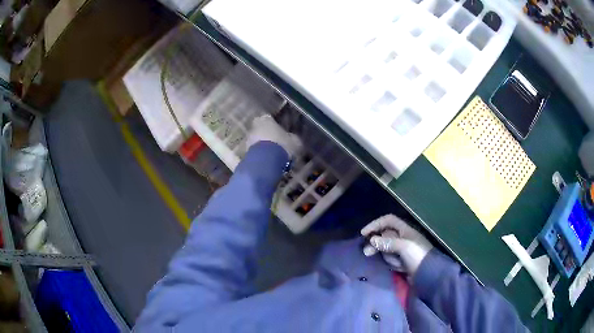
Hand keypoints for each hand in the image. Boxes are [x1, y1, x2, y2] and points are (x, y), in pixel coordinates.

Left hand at [246, 115, 302, 157]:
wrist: (266, 160)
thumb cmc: (282, 145)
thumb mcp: (294, 141)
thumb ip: (292, 138)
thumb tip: (292, 138)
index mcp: (266, 119)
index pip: (269, 119)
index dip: (274, 126)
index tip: (280, 132)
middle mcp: (255, 126)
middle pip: (261, 129)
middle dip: (266, 135)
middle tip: (276, 144)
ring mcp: (248, 139)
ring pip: (256, 140)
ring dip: (262, 146)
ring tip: (271, 154)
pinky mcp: (245, 151)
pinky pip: (255, 151)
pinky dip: (259, 154)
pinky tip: (266, 160)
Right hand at [361, 214, 432, 276]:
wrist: (429, 275)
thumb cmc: (418, 256)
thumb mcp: (404, 246)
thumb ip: (388, 242)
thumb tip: (372, 240)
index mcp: (405, 230)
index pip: (388, 220)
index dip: (376, 224)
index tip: (364, 234)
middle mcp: (403, 238)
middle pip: (384, 235)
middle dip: (376, 243)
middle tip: (366, 252)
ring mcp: (403, 250)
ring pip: (386, 249)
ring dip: (387, 255)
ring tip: (394, 263)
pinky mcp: (402, 261)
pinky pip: (391, 258)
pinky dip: (391, 262)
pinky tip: (398, 267)